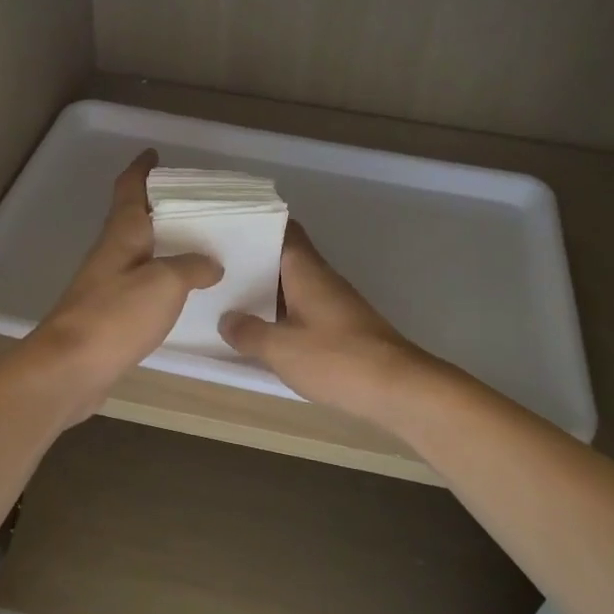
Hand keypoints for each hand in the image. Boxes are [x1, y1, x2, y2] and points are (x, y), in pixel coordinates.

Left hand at [23, 150, 221, 420]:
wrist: (70, 368)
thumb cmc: (115, 315)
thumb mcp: (165, 283)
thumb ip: (191, 267)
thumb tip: (211, 263)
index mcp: (121, 235)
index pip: (128, 190)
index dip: (140, 169)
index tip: (154, 154)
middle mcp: (110, 254)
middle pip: (132, 220)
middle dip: (158, 208)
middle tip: (194, 205)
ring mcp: (105, 285)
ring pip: (137, 253)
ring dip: (161, 245)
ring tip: (196, 246)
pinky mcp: (106, 315)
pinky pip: (139, 285)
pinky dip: (159, 280)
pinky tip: (179, 292)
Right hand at [219, 223, 440, 427]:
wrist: (398, 389)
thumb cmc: (336, 358)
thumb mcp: (280, 348)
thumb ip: (248, 332)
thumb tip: (227, 320)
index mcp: (307, 271)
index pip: (284, 230)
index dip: (258, 225)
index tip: (228, 227)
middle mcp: (322, 279)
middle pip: (284, 259)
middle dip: (252, 262)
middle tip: (215, 268)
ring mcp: (334, 304)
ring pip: (293, 287)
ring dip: (265, 292)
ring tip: (227, 299)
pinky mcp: (341, 329)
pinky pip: (303, 312)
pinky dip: (281, 317)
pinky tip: (261, 333)